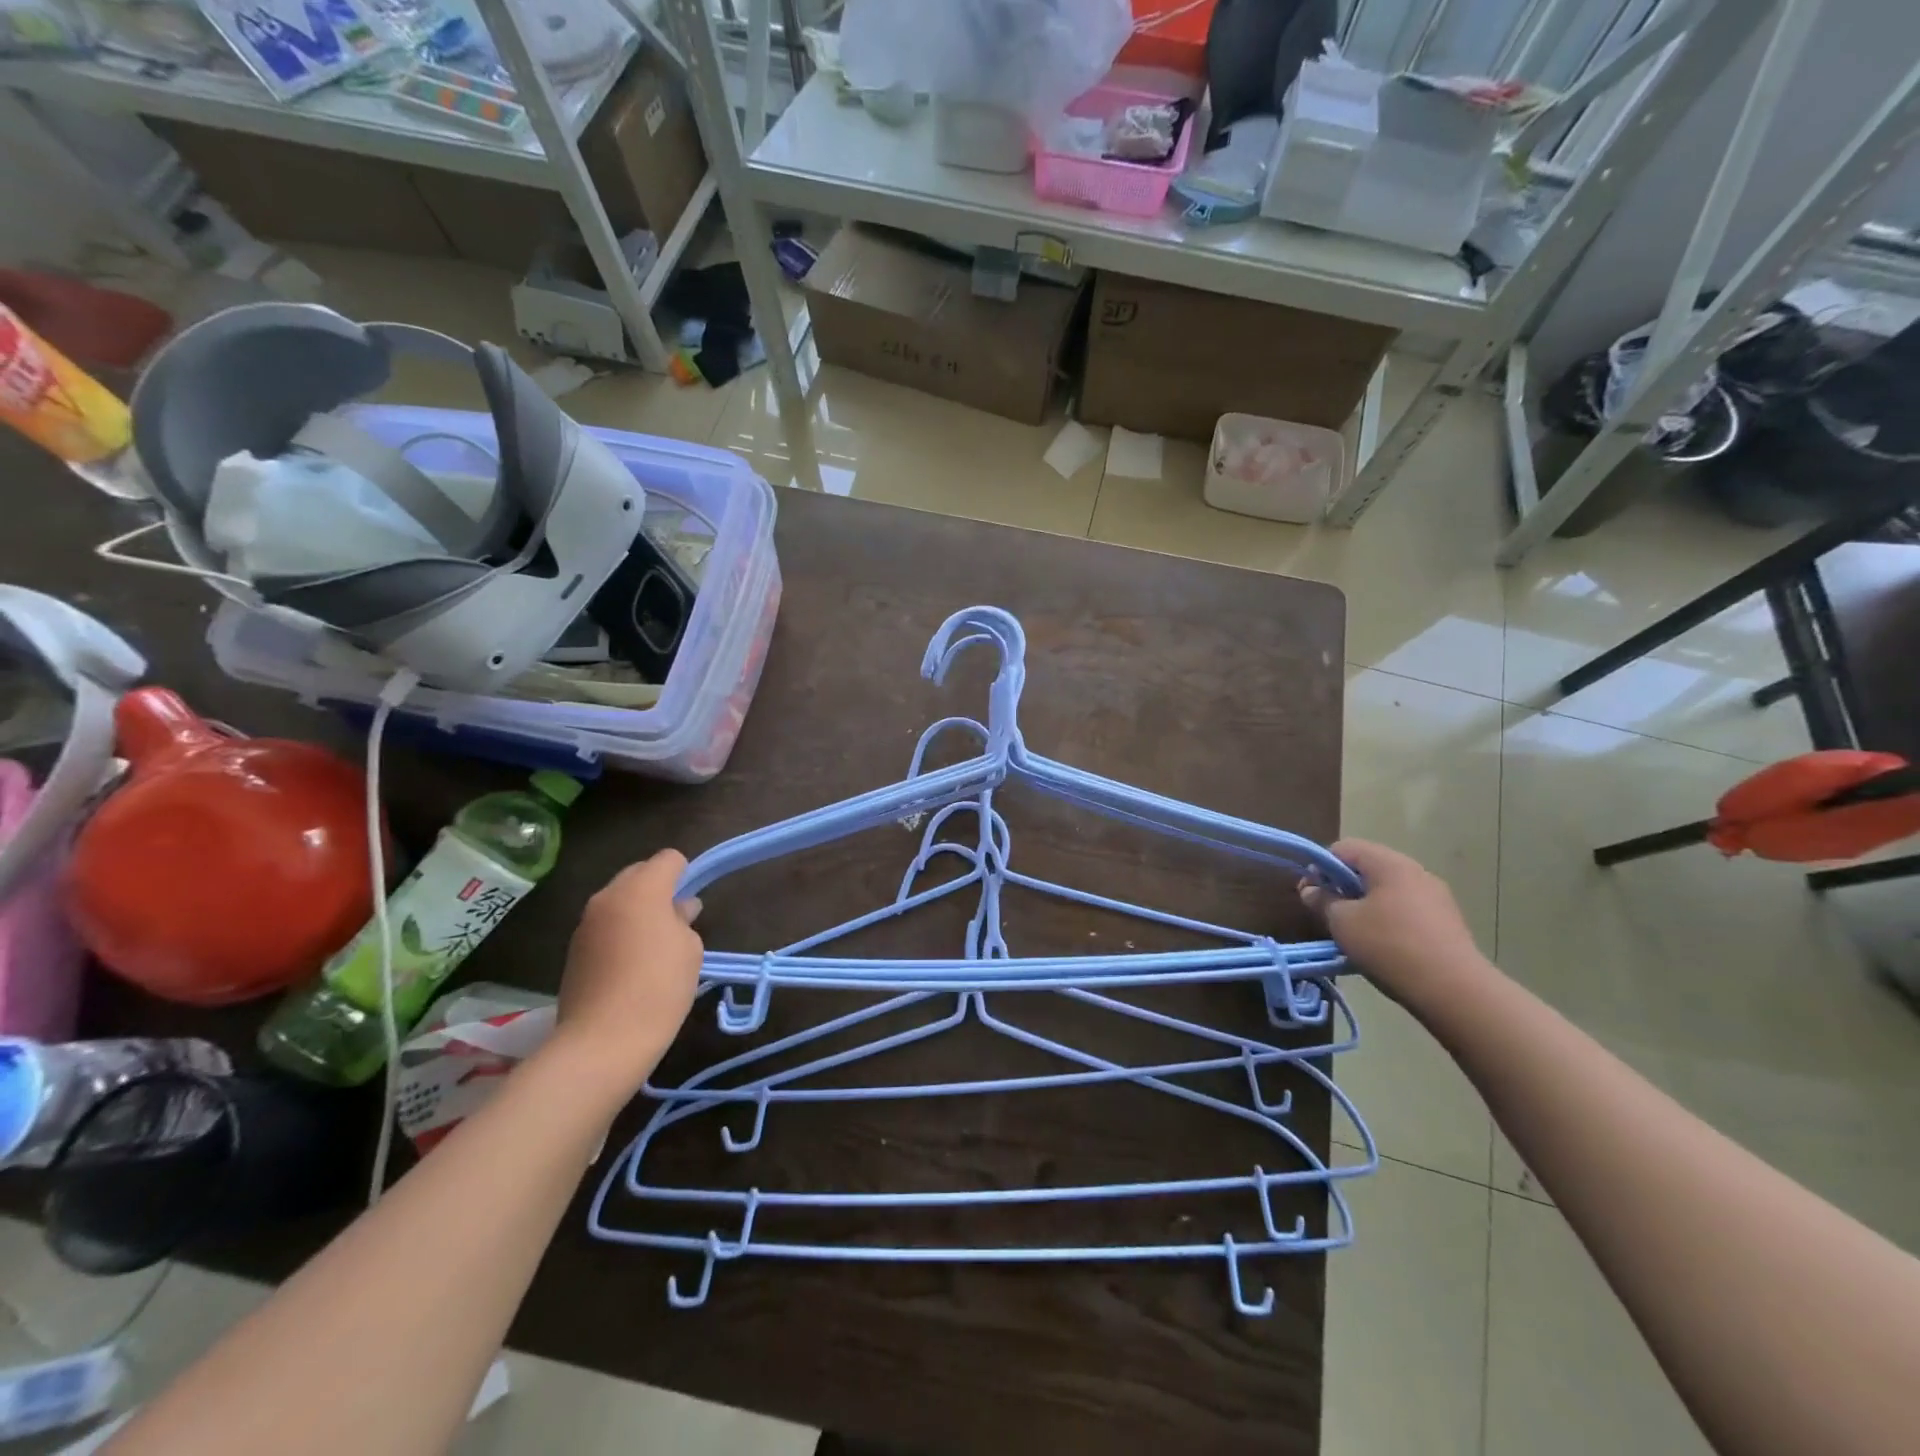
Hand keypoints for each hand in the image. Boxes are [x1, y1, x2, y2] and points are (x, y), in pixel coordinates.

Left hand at [552, 850, 703, 1092]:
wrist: (602, 1043)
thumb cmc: (659, 988)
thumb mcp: (690, 949)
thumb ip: (684, 919)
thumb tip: (678, 909)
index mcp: (640, 889)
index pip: (668, 859)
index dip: (686, 874)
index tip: (692, 903)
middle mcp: (607, 897)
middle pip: (639, 874)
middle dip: (658, 888)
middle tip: (676, 922)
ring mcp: (585, 924)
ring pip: (619, 901)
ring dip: (637, 912)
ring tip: (654, 947)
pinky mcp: (574, 950)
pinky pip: (605, 926)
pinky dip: (619, 933)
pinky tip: (631, 966)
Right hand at [1299, 839, 1492, 1007]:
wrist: (1455, 991)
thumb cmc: (1389, 946)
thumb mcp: (1343, 923)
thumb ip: (1322, 901)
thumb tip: (1310, 889)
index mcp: (1389, 863)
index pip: (1343, 848)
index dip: (1320, 867)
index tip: (1311, 894)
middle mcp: (1416, 871)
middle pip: (1368, 868)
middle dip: (1343, 887)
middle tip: (1330, 915)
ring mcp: (1436, 897)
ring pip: (1388, 890)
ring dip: (1366, 905)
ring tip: (1356, 934)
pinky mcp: (1448, 921)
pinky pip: (1407, 909)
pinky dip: (1389, 919)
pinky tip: (1384, 946)